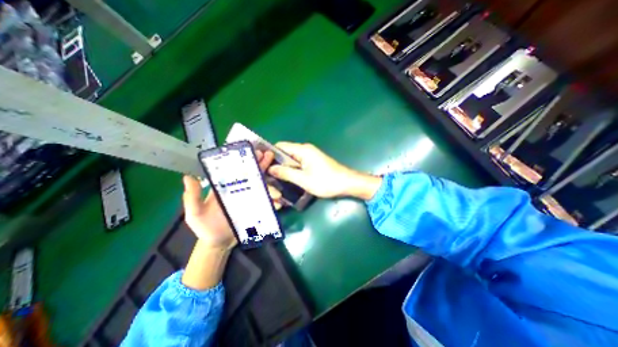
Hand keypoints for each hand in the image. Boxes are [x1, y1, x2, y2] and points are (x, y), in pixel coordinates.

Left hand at [182, 151, 279, 248]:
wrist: (219, 243)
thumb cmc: (205, 227)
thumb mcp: (195, 213)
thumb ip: (193, 197)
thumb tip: (188, 177)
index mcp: (227, 186)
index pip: (237, 170)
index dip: (246, 160)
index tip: (254, 152)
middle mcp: (240, 189)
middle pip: (253, 175)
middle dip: (262, 165)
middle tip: (270, 156)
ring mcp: (250, 199)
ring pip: (263, 188)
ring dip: (271, 188)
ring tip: (277, 193)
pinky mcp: (257, 209)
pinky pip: (267, 204)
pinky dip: (273, 203)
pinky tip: (278, 204)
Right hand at [269, 141, 381, 199]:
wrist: (347, 183)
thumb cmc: (326, 181)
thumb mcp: (303, 179)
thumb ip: (286, 173)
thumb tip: (271, 168)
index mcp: (303, 150)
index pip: (281, 146)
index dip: (270, 154)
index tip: (262, 165)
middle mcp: (305, 150)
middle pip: (286, 153)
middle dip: (276, 163)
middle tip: (267, 175)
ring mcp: (310, 156)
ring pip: (292, 160)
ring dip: (284, 168)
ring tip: (275, 179)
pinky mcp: (313, 163)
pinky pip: (298, 164)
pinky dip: (292, 170)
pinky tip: (288, 179)